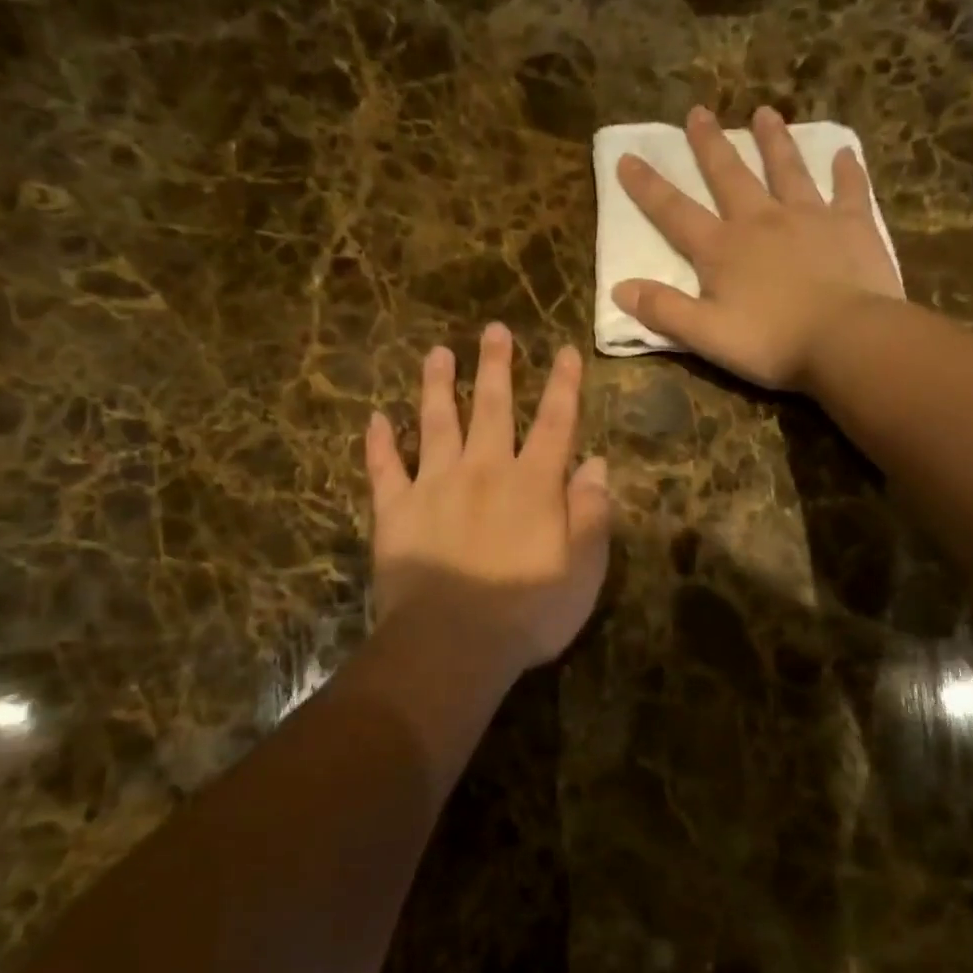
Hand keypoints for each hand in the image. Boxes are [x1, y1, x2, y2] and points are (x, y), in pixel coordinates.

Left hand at [364, 323, 611, 676]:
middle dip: (497, 366)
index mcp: (533, 483)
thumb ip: (592, 512)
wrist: (454, 643)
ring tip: (437, 353)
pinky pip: (385, 468)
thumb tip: (596, 464)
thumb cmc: (529, 611)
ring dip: (438, 386)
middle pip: (492, 408)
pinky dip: (379, 443)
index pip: (554, 423)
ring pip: (436, 423)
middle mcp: (484, 471)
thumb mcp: (584, 568)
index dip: (562, 385)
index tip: (563, 350)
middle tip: (493, 330)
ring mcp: (435, 486)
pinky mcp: (396, 511)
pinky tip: (375, 419)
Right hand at [613, 105, 905, 390]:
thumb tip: (619, 288)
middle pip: (730, 176)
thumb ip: (663, 310)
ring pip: (787, 170)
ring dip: (774, 141)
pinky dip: (846, 171)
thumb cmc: (771, 342)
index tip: (628, 157)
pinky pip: (849, 190)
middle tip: (698, 112)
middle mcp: (761, 221)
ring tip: (765, 113)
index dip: (648, 188)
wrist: (845, 339)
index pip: (675, 213)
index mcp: (722, 250)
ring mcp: (809, 217)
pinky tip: (844, 154)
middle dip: (710, 145)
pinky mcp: (852, 225)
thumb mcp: (705, 335)